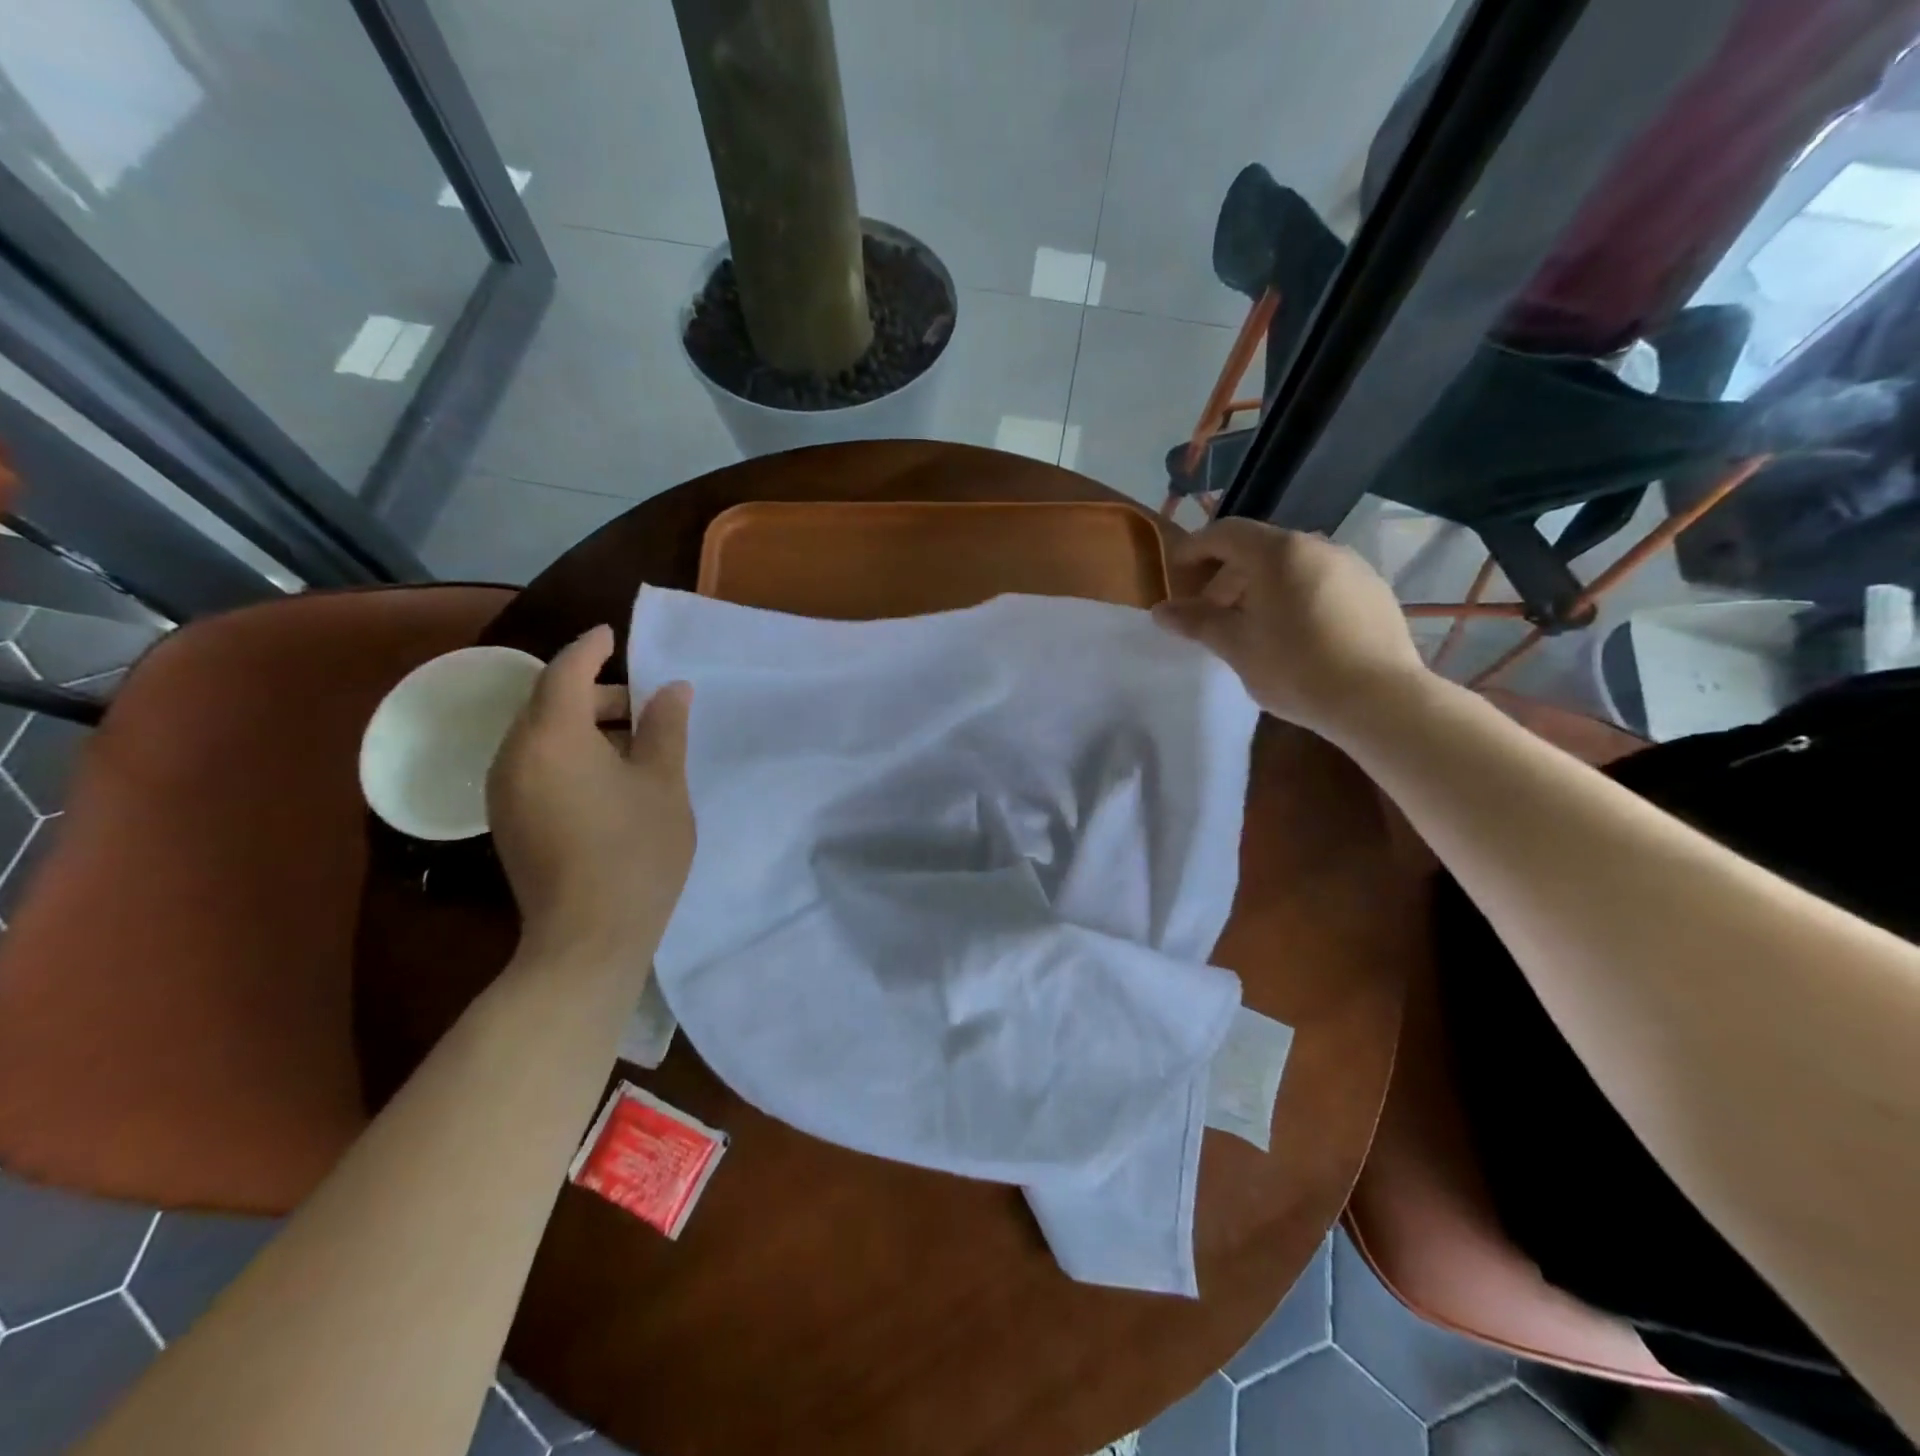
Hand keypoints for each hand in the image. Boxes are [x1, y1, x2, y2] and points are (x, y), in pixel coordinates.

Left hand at [487, 625, 694, 960]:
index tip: (614, 634)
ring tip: (633, 743)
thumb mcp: (663, 783)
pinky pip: (535, 764)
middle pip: (549, 703)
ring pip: (540, 736)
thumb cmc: (635, 851)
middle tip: (645, 704)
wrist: (588, 937)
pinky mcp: (508, 820)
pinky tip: (608, 777)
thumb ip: (665, 728)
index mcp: (552, 737)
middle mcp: (514, 755)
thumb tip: (672, 689)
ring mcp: (504, 791)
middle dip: (595, 693)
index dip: (592, 648)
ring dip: (583, 726)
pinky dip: (568, 753)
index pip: (565, 671)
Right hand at [1152, 519, 1427, 737]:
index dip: (1195, 549)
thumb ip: (1197, 622)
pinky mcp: (1374, 592)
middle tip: (1210, 613)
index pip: (1226, 533)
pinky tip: (1294, 635)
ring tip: (1251, 627)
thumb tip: (1160, 611)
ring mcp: (1352, 567)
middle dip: (1228, 576)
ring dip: (1262, 588)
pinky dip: (1295, 597)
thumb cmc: (1295, 668)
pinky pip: (1321, 582)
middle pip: (1260, 549)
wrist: (1379, 699)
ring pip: (1292, 567)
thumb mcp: (1236, 646)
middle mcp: (1318, 546)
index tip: (1176, 573)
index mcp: (1279, 553)